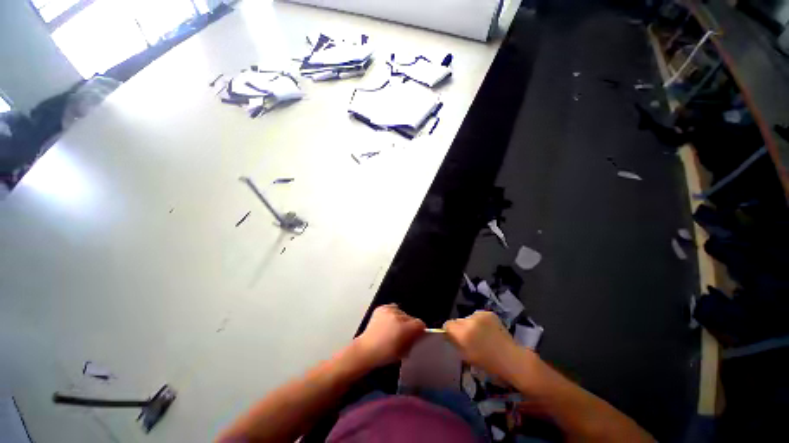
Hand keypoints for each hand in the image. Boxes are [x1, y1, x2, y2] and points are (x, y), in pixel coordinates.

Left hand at [353, 304, 425, 368]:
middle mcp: (398, 316)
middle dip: (409, 325)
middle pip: (411, 318)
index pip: (420, 323)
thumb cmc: (385, 354)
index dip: (419, 330)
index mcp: (405, 328)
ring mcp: (389, 310)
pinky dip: (392, 314)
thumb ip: (412, 341)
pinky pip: (392, 308)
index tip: (416, 335)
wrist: (366, 349)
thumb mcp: (404, 352)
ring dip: (400, 319)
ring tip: (393, 328)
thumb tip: (417, 335)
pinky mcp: (381, 308)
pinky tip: (388, 322)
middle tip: (403, 334)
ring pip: (402, 312)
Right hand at [443, 311, 528, 380]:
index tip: (455, 338)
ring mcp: (480, 315)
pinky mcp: (488, 313)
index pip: (447, 325)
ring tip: (480, 335)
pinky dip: (480, 322)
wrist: (512, 359)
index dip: (450, 331)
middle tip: (468, 338)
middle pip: (457, 321)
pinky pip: (478, 316)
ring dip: (470, 324)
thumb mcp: (467, 357)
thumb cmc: (488, 364)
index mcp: (462, 334)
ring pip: (468, 318)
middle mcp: (469, 321)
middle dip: (460, 328)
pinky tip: (488, 331)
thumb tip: (449, 336)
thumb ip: (456, 343)